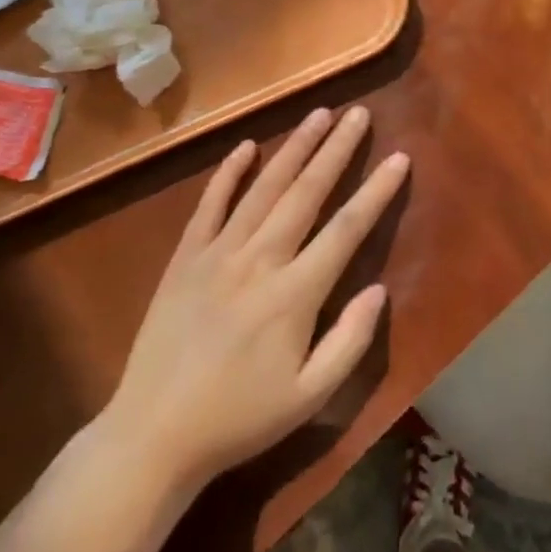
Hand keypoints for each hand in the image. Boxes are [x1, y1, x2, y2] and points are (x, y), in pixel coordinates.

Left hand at [103, 106, 407, 492]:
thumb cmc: (239, 420)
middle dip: (337, 150)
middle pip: (307, 192)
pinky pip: (210, 204)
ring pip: (264, 188)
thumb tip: (379, 290)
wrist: (152, 437)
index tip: (398, 158)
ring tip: (319, 114)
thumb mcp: (309, 399)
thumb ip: (349, 342)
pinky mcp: (185, 257)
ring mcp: (218, 253)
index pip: (347, 228)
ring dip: (294, 147)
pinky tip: (247, 146)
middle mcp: (260, 260)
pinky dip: (228, 173)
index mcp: (295, 294)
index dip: (376, 191)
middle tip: (358, 113)